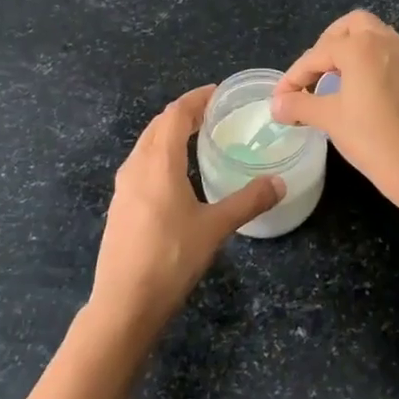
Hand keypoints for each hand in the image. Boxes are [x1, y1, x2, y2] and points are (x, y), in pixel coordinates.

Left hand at [89, 85, 283, 335]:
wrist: (124, 304)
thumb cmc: (171, 258)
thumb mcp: (215, 228)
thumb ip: (248, 201)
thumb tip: (280, 183)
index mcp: (158, 162)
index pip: (175, 114)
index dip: (196, 99)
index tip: (217, 93)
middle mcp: (136, 166)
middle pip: (157, 125)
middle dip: (183, 114)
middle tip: (211, 114)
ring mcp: (123, 187)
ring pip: (145, 145)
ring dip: (168, 134)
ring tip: (195, 138)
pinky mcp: (119, 206)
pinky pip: (140, 165)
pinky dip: (159, 155)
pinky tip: (174, 176)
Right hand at [269, 11, 398, 200]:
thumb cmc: (369, 136)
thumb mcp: (328, 118)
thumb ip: (299, 104)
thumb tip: (276, 104)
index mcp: (361, 47)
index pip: (317, 54)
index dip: (294, 76)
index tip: (280, 97)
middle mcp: (384, 42)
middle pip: (351, 26)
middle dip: (327, 43)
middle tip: (313, 71)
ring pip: (372, 35)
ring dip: (349, 48)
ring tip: (332, 77)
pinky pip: (385, 52)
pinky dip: (367, 59)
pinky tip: (356, 87)